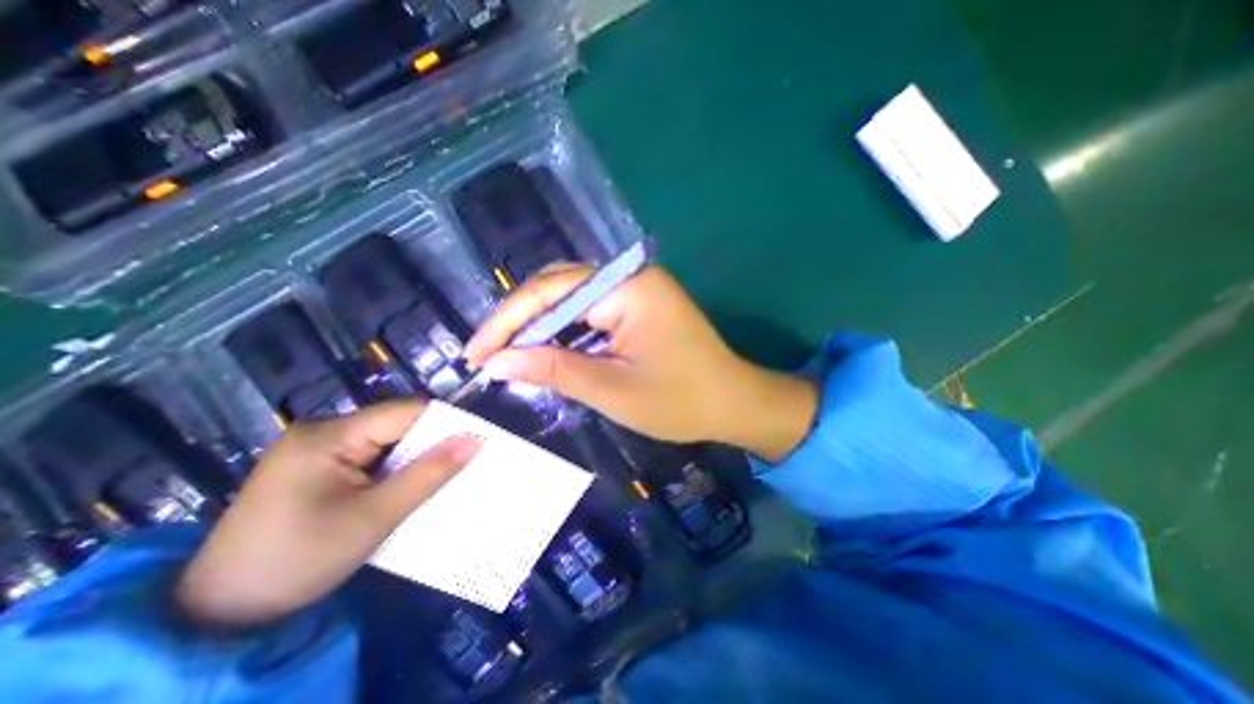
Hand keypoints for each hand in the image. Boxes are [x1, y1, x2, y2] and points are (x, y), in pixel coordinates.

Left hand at [178, 402, 482, 626]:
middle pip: (397, 424)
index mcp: (329, 435)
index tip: (479, 440)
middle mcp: (322, 431)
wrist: (215, 616)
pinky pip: (372, 456)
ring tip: (446, 474)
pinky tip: (411, 485)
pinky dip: (396, 468)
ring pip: (387, 441)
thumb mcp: (374, 517)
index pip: (406, 412)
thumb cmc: (298, 560)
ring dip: (416, 457)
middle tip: (467, 461)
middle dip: (433, 442)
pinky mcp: (317, 467)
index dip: (446, 423)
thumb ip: (429, 474)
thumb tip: (476, 440)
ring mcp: (317, 449)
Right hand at [465, 263, 817, 461]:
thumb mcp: (613, 390)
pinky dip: (565, 332)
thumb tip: (497, 362)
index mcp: (628, 288)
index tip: (474, 354)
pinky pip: (590, 311)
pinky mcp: (638, 305)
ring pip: (571, 299)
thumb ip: (554, 370)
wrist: (733, 403)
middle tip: (488, 357)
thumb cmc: (681, 401)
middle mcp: (630, 277)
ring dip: (540, 328)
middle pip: (558, 288)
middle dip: (520, 322)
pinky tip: (547, 352)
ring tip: (509, 357)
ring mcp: (636, 289)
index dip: (506, 321)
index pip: (549, 291)